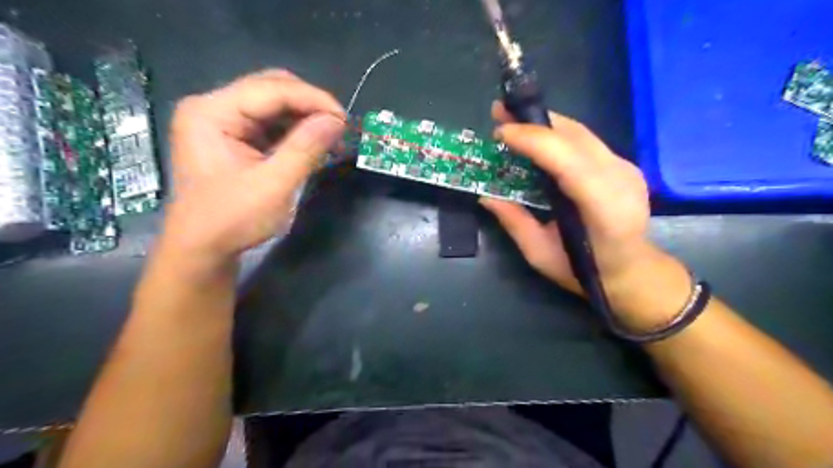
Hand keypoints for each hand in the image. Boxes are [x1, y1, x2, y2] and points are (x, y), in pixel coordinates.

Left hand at [160, 71, 346, 272]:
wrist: (203, 250)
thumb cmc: (232, 220)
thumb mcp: (274, 185)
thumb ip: (305, 148)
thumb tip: (337, 121)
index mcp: (212, 112)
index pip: (271, 89)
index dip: (313, 99)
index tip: (344, 120)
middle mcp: (213, 108)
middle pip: (271, 89)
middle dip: (309, 105)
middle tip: (338, 128)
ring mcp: (222, 122)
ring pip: (273, 105)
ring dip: (305, 118)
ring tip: (331, 138)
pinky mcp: (233, 138)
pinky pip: (270, 124)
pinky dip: (295, 131)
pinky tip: (313, 144)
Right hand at [482, 103, 689, 328]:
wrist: (632, 271)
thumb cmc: (584, 271)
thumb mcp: (540, 255)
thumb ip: (514, 222)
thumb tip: (486, 196)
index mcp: (603, 210)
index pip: (569, 162)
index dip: (534, 141)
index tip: (501, 132)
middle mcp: (621, 181)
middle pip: (576, 138)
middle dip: (534, 122)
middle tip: (499, 112)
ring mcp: (627, 169)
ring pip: (582, 133)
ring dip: (544, 123)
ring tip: (513, 119)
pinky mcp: (624, 164)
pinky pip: (586, 141)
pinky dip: (557, 134)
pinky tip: (538, 137)